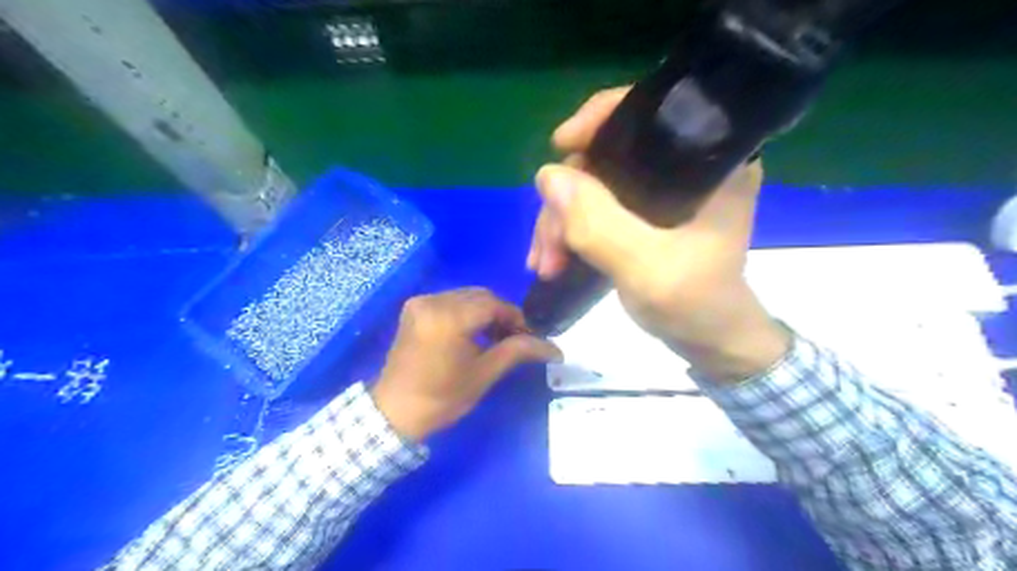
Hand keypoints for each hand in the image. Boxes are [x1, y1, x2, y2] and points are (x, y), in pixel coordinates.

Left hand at [373, 289, 558, 441]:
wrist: (394, 411)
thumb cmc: (442, 398)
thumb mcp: (484, 374)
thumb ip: (518, 351)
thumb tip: (555, 348)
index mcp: (449, 318)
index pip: (495, 304)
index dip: (516, 318)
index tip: (529, 337)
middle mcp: (432, 301)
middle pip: (480, 296)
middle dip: (501, 314)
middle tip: (513, 339)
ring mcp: (420, 302)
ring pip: (466, 296)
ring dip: (484, 312)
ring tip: (493, 338)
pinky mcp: (413, 308)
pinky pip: (449, 301)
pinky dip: (465, 312)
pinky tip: (470, 333)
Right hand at [529, 86, 788, 383]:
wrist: (711, 342)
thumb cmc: (696, 306)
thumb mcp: (647, 269)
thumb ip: (600, 225)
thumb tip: (547, 175)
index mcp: (708, 164)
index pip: (649, 112)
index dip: (600, 119)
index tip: (560, 145)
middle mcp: (686, 168)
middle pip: (607, 156)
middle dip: (567, 198)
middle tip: (547, 248)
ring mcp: (663, 193)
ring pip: (595, 184)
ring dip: (561, 221)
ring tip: (545, 264)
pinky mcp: (645, 215)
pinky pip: (596, 207)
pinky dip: (571, 230)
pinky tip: (553, 259)